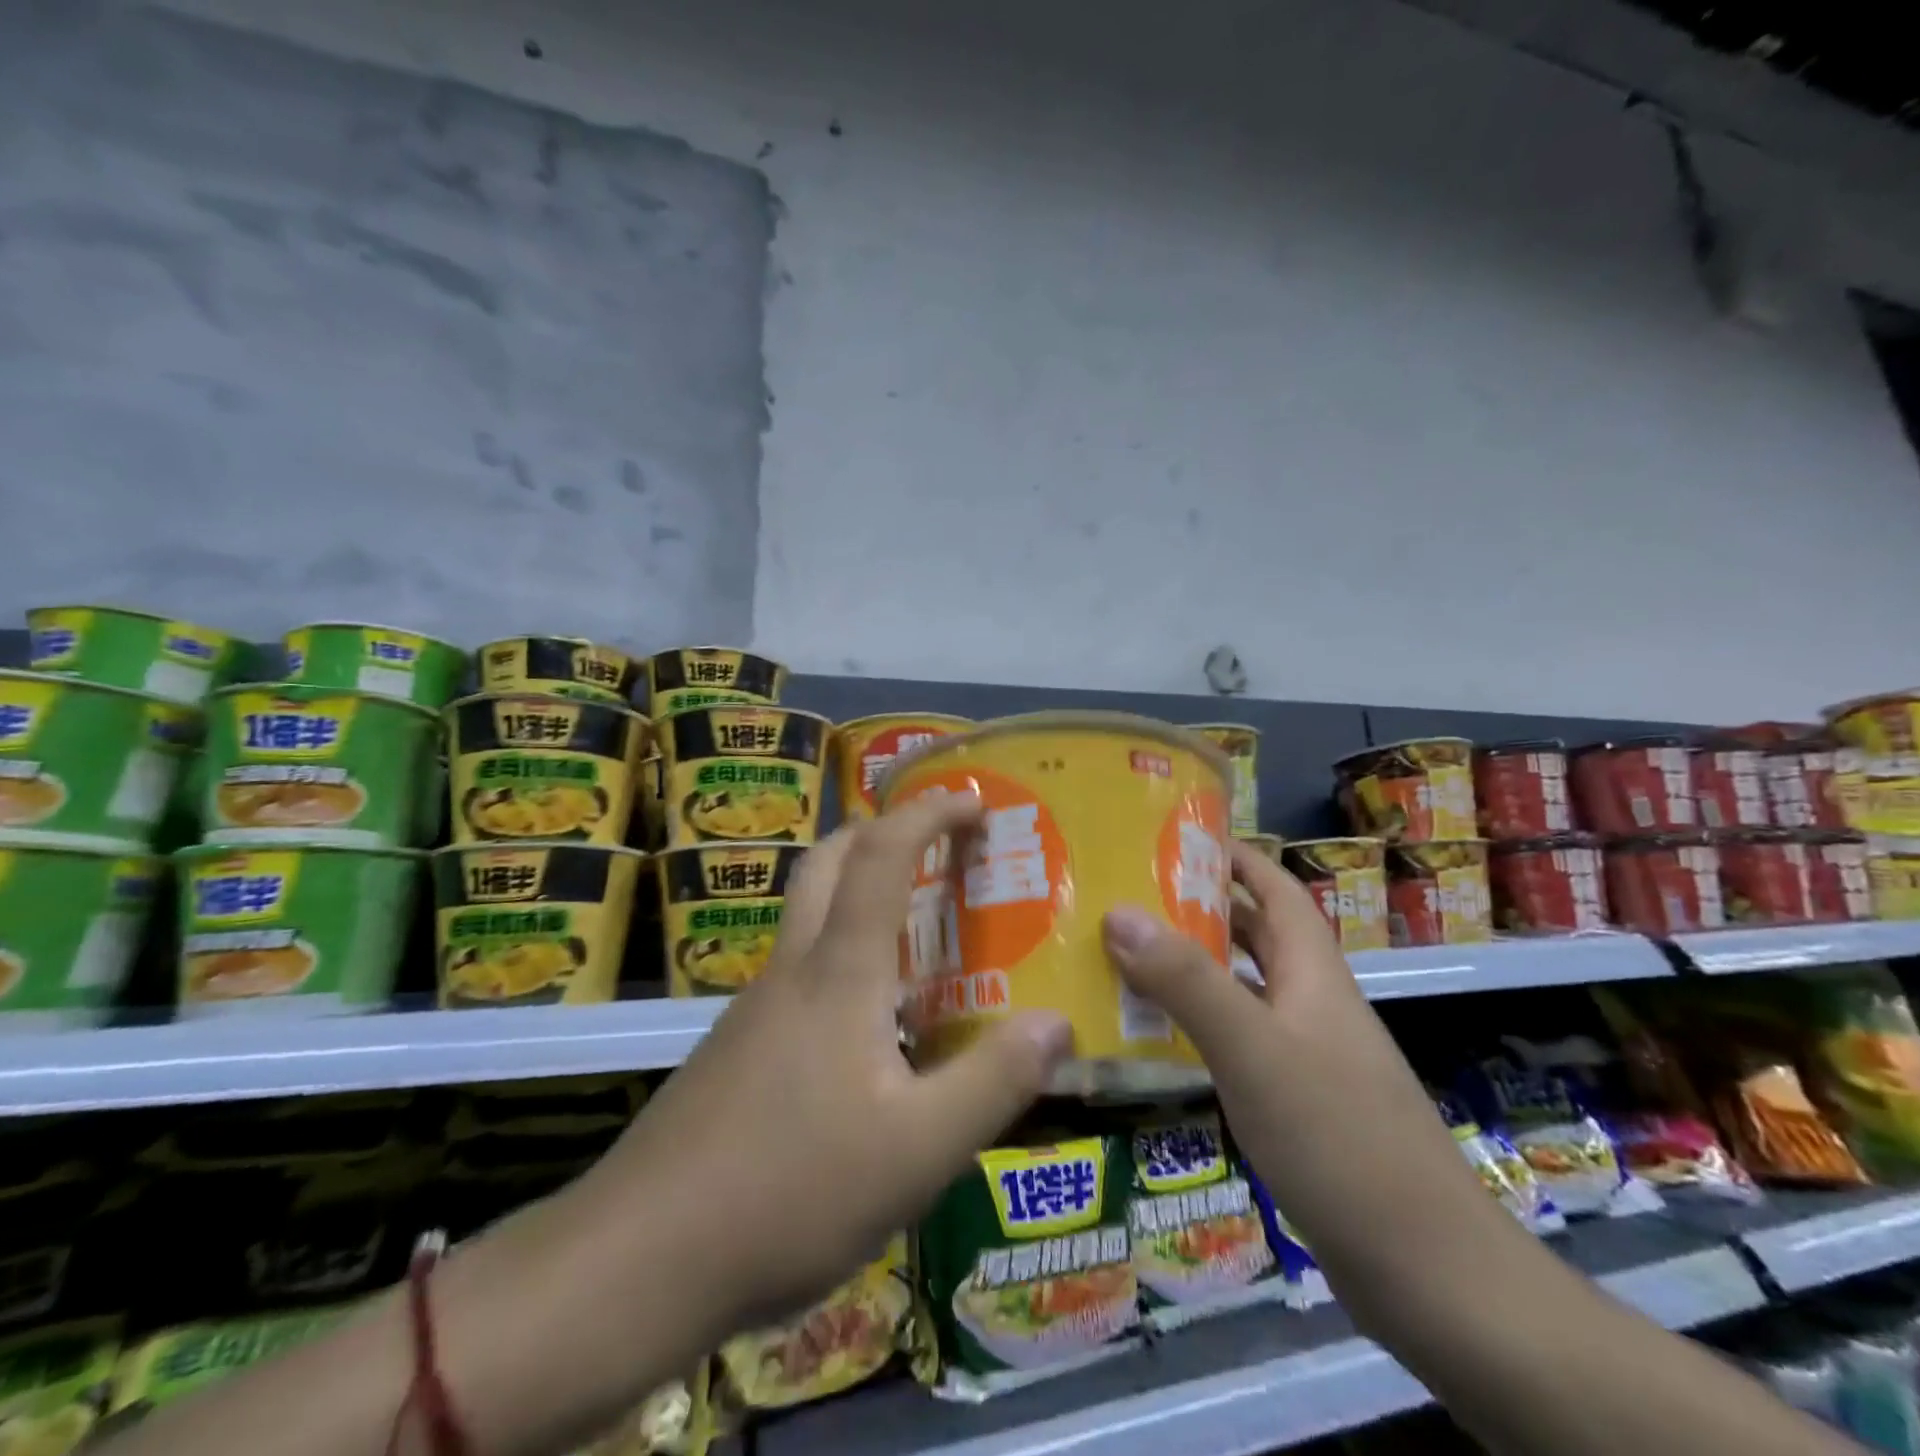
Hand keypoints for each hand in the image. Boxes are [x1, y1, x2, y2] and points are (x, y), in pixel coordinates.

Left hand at [581, 792, 1073, 1335]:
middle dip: (881, 829)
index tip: (974, 800)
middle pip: (828, 862)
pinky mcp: (739, 1048)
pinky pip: (801, 972)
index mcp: (839, 971)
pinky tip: (870, 1027)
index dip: (929, 812)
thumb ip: (993, 1082)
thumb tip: (1057, 1023)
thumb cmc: (788, 1191)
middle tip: (936, 843)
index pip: (883, 854)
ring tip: (919, 935)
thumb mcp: (917, 1151)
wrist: (637, 1258)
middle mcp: (794, 970)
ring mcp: (757, 1007)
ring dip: (860, 893)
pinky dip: (843, 956)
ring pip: (810, 916)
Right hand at [1100, 841, 1481, 1264]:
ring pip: (1242, 991)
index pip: (1278, 890)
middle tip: (1129, 895)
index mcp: (1313, 974)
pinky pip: (1238, 1042)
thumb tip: (1118, 912)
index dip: (1236, 856)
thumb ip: (1186, 981)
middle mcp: (1312, 1004)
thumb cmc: (1340, 1139)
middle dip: (1199, 909)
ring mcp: (1308, 1057)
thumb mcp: (1253, 1050)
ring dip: (1191, 970)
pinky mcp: (1299, 1105)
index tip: (1177, 835)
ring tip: (1124, 957)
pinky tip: (1157, 1040)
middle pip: (1255, 936)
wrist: (1430, 1274)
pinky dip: (1197, 1027)